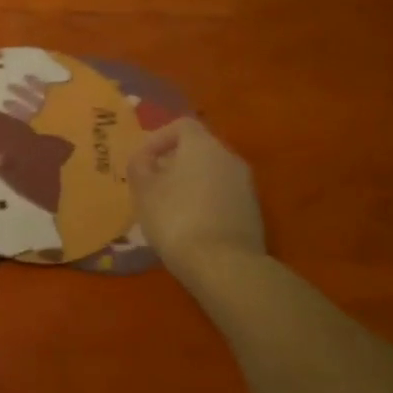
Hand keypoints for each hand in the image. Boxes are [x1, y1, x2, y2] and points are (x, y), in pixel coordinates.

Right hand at [127, 118, 264, 275]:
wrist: (225, 266)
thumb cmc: (176, 218)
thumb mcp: (143, 190)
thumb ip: (139, 166)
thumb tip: (144, 159)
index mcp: (203, 145)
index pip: (182, 125)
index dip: (159, 138)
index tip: (143, 161)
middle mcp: (229, 158)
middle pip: (198, 149)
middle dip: (173, 162)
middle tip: (152, 184)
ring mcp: (246, 186)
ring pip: (212, 173)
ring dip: (190, 183)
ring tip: (168, 207)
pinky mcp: (253, 213)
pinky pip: (223, 196)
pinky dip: (205, 202)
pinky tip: (190, 225)